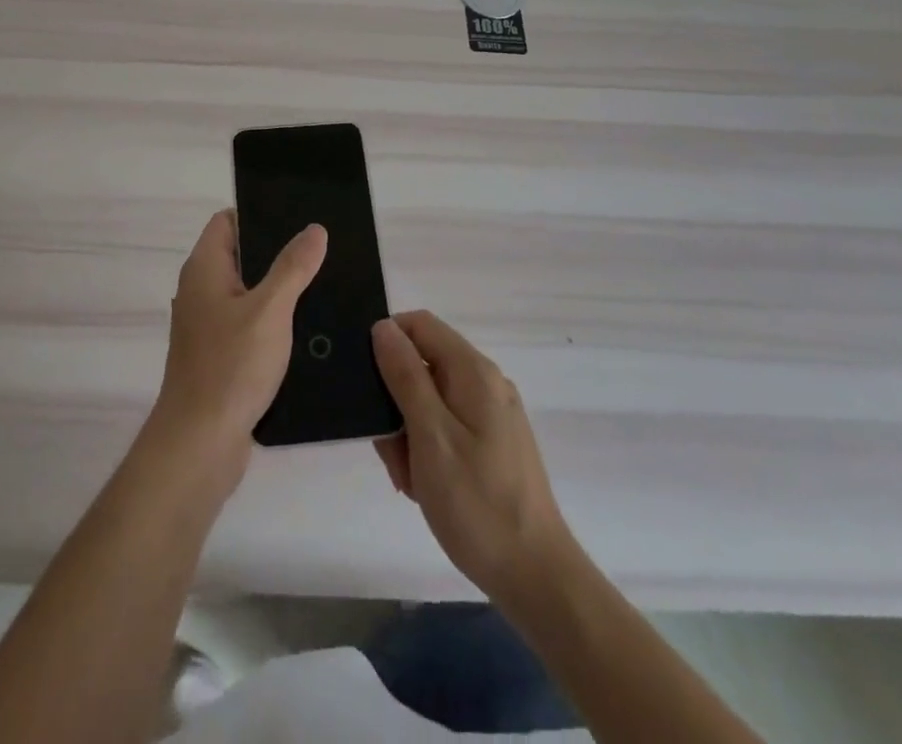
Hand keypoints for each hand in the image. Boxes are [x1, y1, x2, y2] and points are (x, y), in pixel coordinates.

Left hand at [149, 210, 326, 486]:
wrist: (199, 446)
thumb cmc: (230, 367)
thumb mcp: (270, 310)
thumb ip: (293, 267)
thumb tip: (314, 229)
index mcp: (204, 269)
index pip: (227, 221)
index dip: (259, 213)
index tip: (298, 216)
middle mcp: (201, 291)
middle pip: (241, 256)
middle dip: (278, 253)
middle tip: (322, 250)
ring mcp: (208, 327)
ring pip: (248, 294)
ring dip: (279, 291)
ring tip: (323, 285)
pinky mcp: (219, 357)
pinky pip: (249, 326)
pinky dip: (273, 323)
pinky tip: (306, 330)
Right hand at [371, 311, 574, 607]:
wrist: (535, 577)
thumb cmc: (477, 503)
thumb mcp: (430, 436)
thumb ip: (405, 376)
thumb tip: (383, 326)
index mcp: (473, 372)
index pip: (419, 325)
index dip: (387, 341)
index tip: (365, 383)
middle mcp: (485, 383)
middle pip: (422, 364)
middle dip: (395, 402)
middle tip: (391, 452)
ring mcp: (491, 414)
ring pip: (429, 400)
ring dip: (408, 433)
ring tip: (411, 480)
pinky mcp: (492, 443)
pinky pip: (445, 427)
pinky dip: (427, 449)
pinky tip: (425, 488)